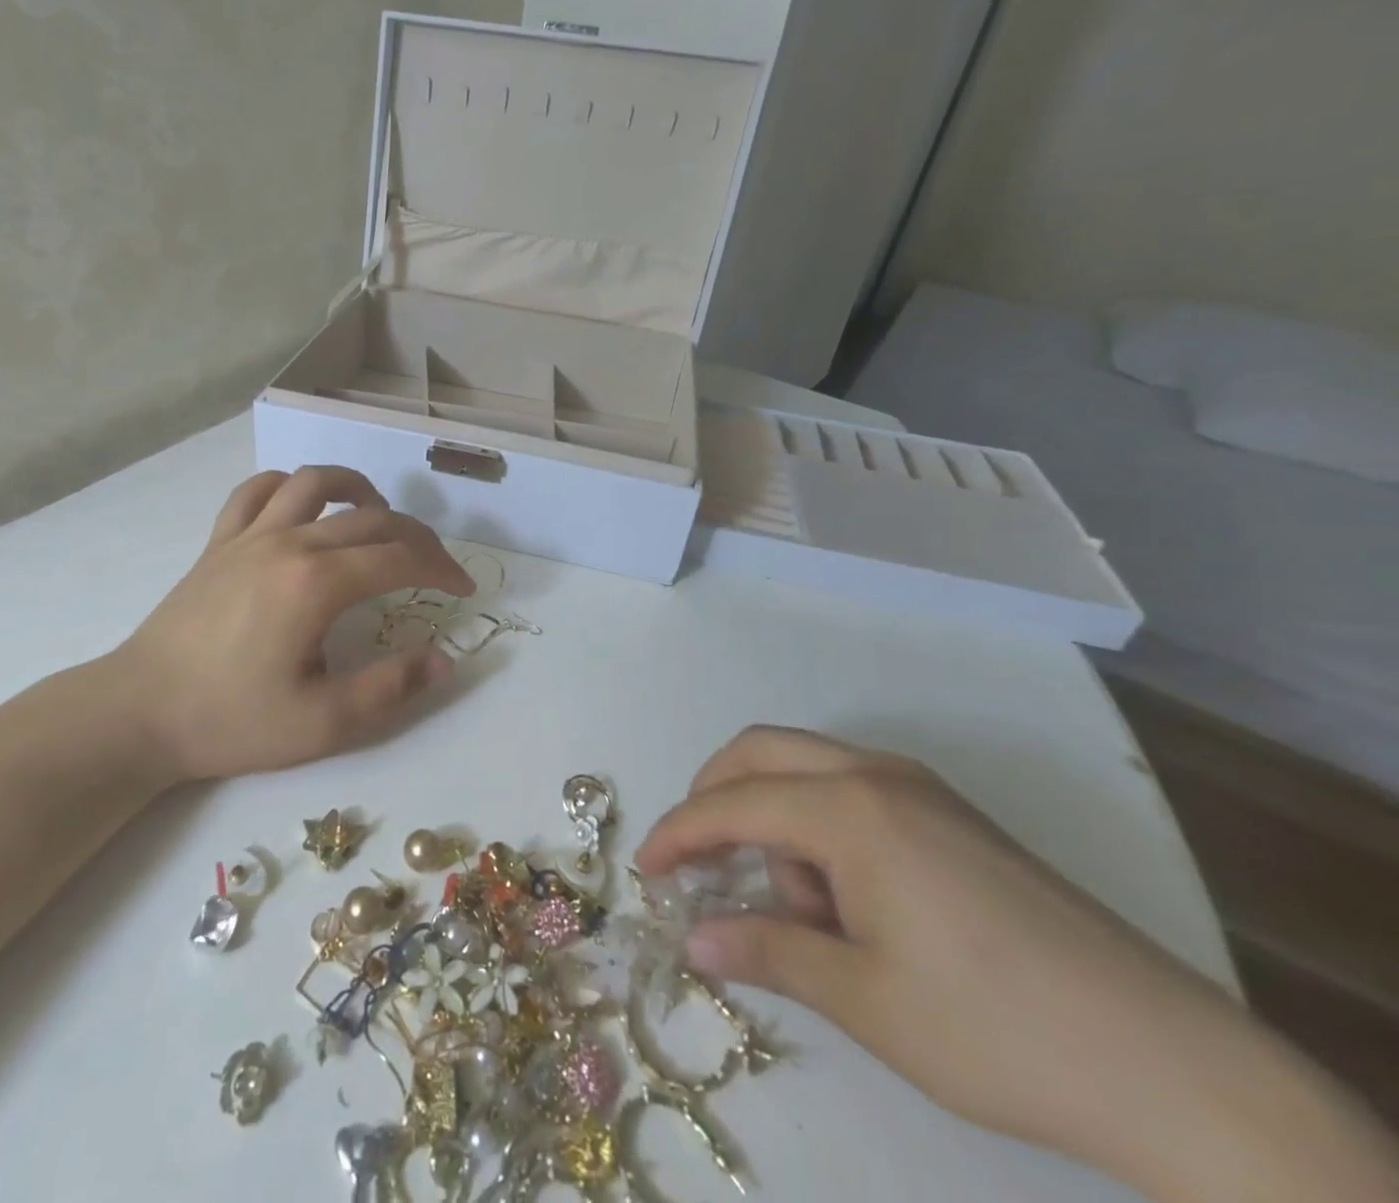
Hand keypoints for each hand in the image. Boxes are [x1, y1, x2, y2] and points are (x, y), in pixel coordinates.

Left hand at [100, 466, 473, 783]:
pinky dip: (290, 487)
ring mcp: (248, 535)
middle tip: (436, 567)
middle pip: (371, 518)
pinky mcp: (219, 541)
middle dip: (416, 537)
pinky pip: (257, 491)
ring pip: (314, 482)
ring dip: (357, 489)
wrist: (138, 713)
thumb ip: (391, 688)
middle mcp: (288, 543)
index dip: (441, 569)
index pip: (400, 557)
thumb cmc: (231, 722)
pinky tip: (304, 510)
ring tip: (378, 516)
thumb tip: (444, 658)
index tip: (462, 590)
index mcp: (317, 583)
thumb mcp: (322, 724)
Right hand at [636, 728, 1287, 1189]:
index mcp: (849, 808)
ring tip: (804, 914)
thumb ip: (766, 952)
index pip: (732, 804)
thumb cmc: (995, 1029)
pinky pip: (852, 790)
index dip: (678, 833)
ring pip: (807, 767)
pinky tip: (846, 900)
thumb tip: (690, 938)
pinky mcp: (950, 814)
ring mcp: (920, 788)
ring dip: (774, 817)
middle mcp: (877, 774)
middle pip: (761, 752)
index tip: (645, 871)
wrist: (1173, 1066)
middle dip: (714, 795)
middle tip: (695, 858)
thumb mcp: (862, 998)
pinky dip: (818, 824)